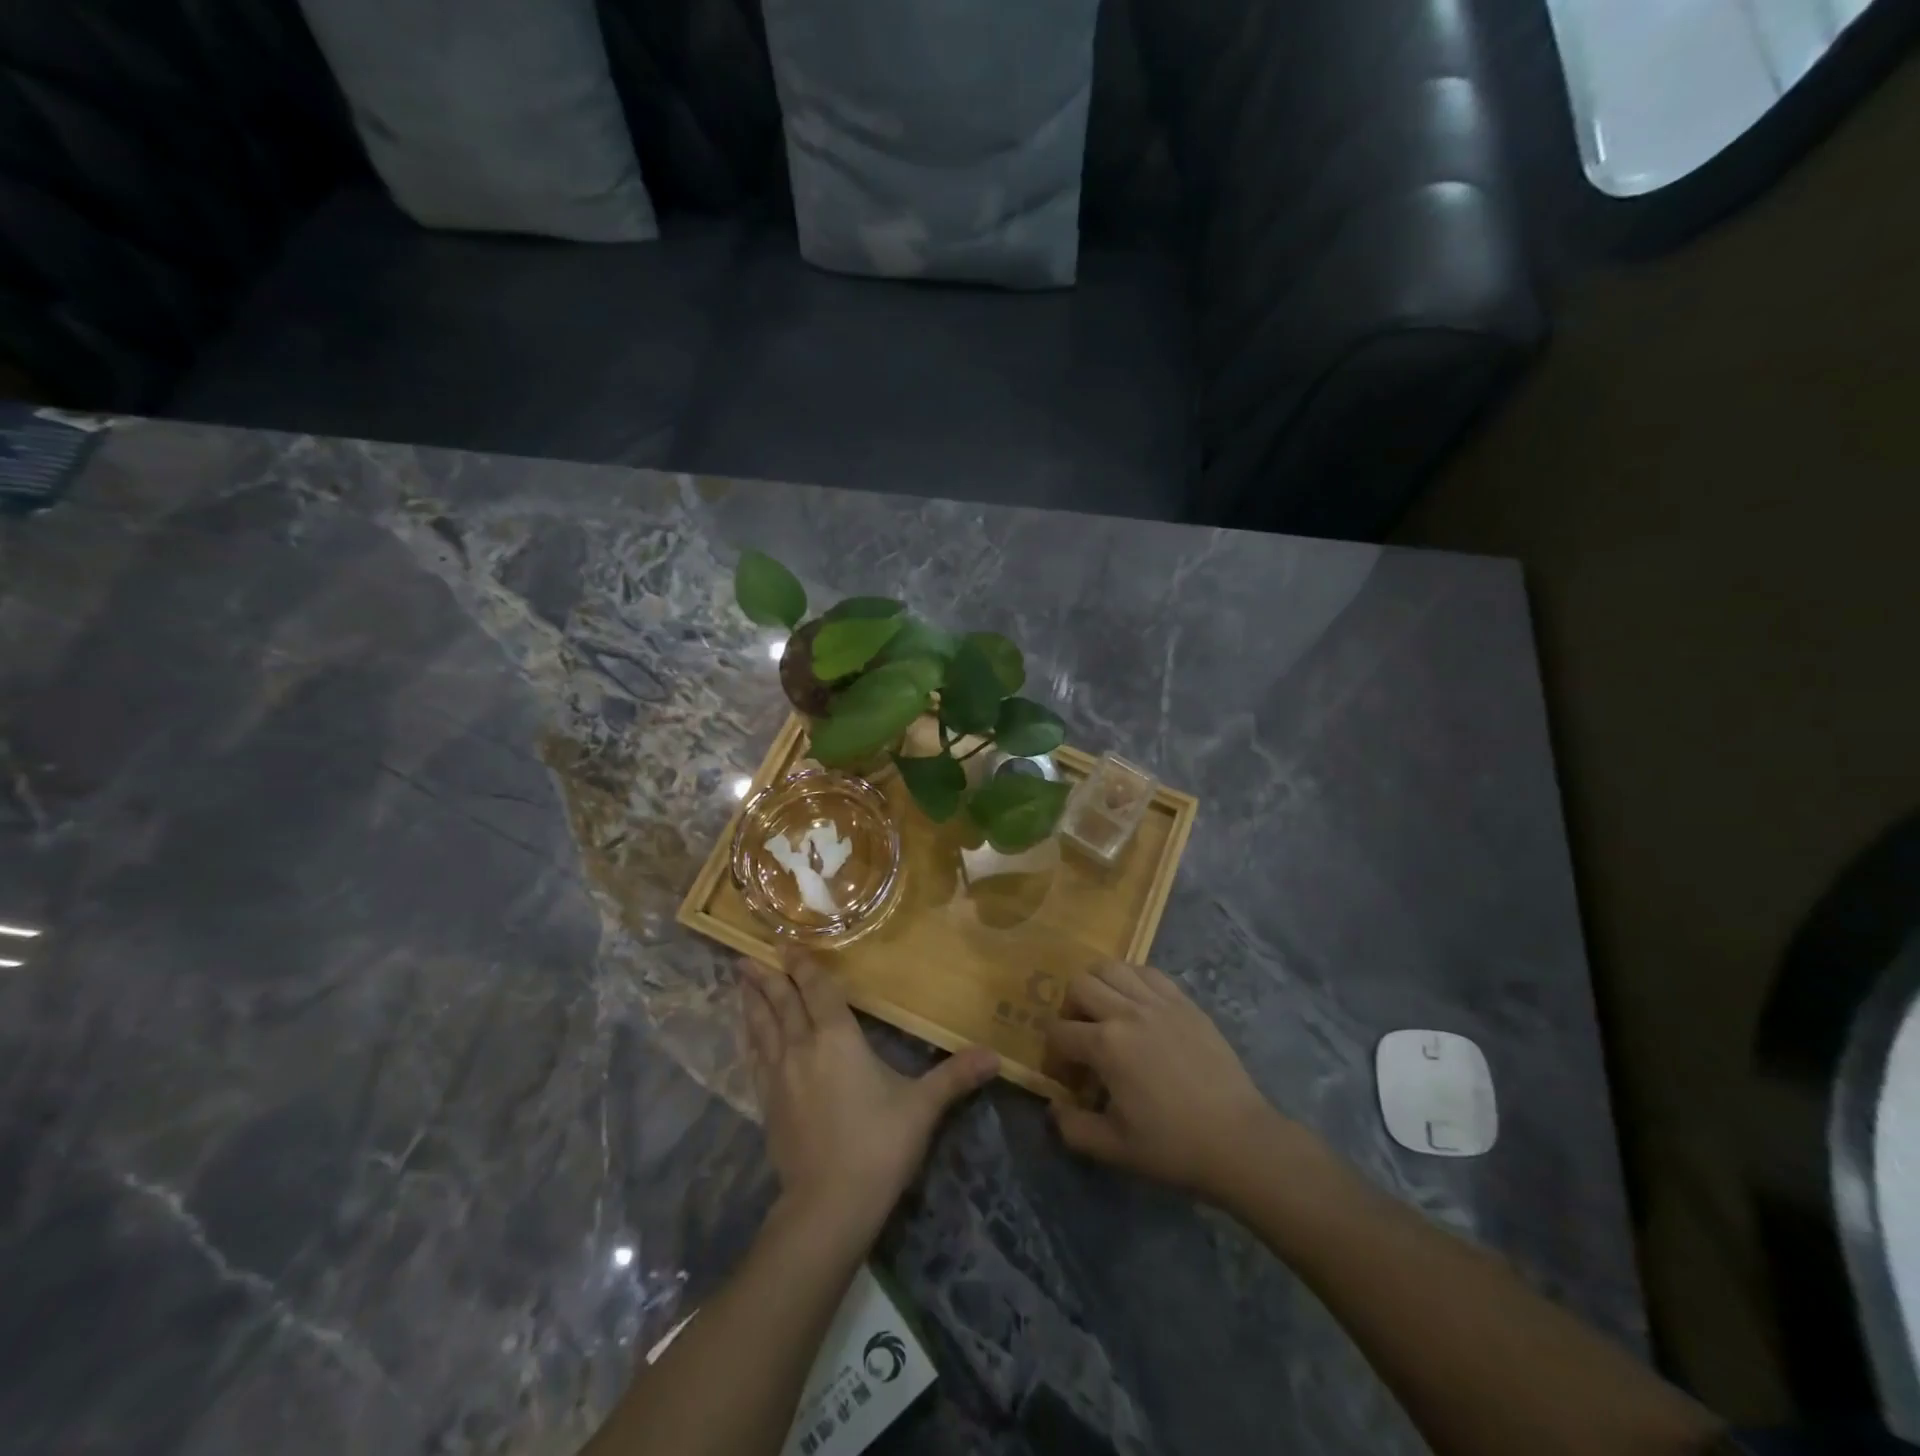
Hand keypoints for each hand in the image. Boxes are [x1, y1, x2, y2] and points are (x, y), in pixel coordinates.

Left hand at [739, 951, 997, 1250]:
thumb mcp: (921, 1107)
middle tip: (745, 955)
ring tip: (739, 983)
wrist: (827, 1207)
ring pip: (761, 1029)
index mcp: (837, 1038)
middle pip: (781, 1004)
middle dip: (766, 978)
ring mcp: (779, 1078)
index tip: (785, 943)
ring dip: (751, 1003)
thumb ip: (954, 1077)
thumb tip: (996, 1056)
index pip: (816, 991)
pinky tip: (747, 1039)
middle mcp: (802, 1048)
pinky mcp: (767, 1106)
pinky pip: (754, 1060)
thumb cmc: (878, 1145)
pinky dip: (749, 1040)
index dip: (801, 965)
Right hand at [1044, 961, 1309, 1204]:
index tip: (1067, 1077)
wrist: (1238, 1140)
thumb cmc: (1173, 1146)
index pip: (1058, 1032)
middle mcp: (1127, 1011)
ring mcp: (1158, 1001)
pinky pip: (1147, 971)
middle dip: (1069, 1010)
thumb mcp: (1113, 1149)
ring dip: (1098, 986)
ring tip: (1106, 1013)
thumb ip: (1072, 1128)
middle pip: (1079, 985)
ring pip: (1111, 967)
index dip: (1054, 1054)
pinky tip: (1136, 1004)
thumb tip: (1054, 1108)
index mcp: (1106, 1045)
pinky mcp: (1184, 1001)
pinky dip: (1132, 980)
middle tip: (1081, 1038)